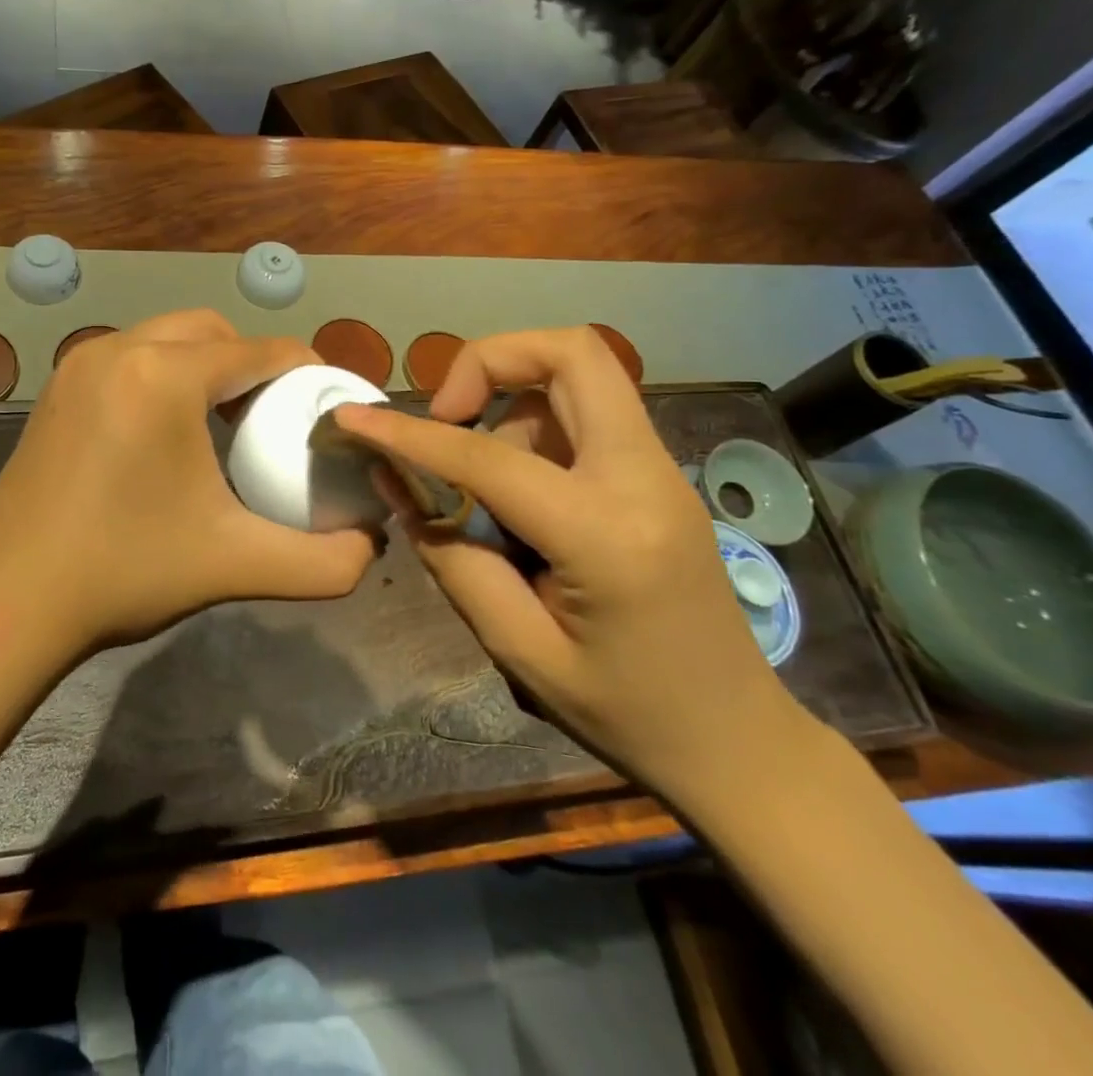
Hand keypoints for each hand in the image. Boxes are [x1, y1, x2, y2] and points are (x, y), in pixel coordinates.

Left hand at [0, 310, 378, 653]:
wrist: (9, 603)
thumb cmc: (125, 572)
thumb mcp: (237, 565)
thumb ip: (324, 561)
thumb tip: (372, 544)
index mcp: (164, 375)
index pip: (260, 351)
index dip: (306, 371)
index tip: (326, 406)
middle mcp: (119, 350)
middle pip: (213, 331)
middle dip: (253, 363)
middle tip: (275, 417)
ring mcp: (80, 365)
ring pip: (167, 338)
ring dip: (206, 365)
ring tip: (227, 422)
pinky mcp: (57, 388)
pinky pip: (130, 358)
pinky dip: (164, 375)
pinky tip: (169, 431)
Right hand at [333, 327, 816, 812]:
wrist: (739, 741)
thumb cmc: (627, 713)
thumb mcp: (519, 649)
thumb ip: (451, 557)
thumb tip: (395, 482)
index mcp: (607, 533)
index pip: (488, 457)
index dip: (409, 432)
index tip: (353, 417)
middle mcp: (644, 477)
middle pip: (572, 352)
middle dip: (490, 359)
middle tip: (448, 414)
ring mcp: (660, 468)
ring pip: (575, 378)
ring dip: (511, 406)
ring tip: (485, 491)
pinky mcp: (658, 474)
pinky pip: (586, 413)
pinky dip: (535, 427)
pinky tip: (520, 496)